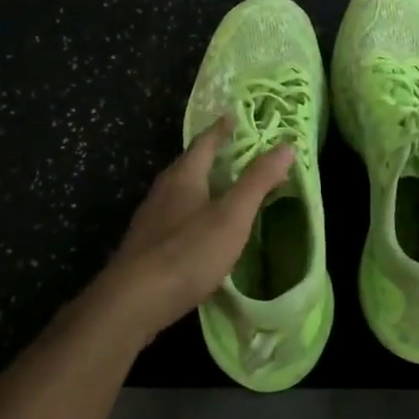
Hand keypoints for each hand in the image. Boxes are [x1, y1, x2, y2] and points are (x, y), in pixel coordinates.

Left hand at [74, 118, 294, 349]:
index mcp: (183, 177)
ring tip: (222, 188)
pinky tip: (200, 229)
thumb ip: (257, 181)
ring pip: (179, 192)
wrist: (132, 303)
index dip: (221, 129)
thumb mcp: (232, 216)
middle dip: (211, 156)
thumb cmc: (187, 253)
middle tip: (236, 151)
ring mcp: (151, 220)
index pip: (204, 142)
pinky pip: (174, 217)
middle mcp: (163, 191)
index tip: (234, 116)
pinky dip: (193, 212)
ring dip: (201, 185)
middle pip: (188, 165)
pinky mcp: (146, 246)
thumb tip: (286, 145)